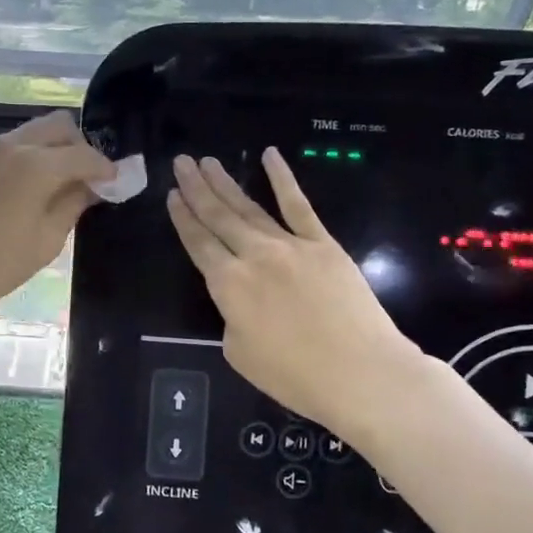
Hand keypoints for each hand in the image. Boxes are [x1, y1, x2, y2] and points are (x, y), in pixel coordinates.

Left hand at [0, 111, 115, 327]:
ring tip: (66, 184)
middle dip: (81, 147)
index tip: (119, 184)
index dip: (107, 169)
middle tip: (90, 179)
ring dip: (57, 149)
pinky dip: (36, 154)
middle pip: (61, 125)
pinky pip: (17, 144)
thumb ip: (74, 203)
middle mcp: (15, 145)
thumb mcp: (47, 239)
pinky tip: (39, 186)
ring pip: (37, 131)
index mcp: (37, 164)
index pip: (85, 154)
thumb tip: (95, 186)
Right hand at [167, 148, 426, 446]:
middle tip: (182, 163)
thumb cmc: (295, 375)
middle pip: (218, 216)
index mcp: (228, 285)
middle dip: (197, 188)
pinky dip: (282, 179)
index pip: (198, 244)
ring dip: (226, 182)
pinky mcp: (323, 244)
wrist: (361, 373)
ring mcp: (290, 245)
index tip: (172, 195)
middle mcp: (253, 256)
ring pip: (250, 207)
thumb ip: (232, 317)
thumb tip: (240, 300)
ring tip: (208, 161)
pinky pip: (299, 205)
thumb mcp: (240, 353)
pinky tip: (270, 156)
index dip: (183, 219)